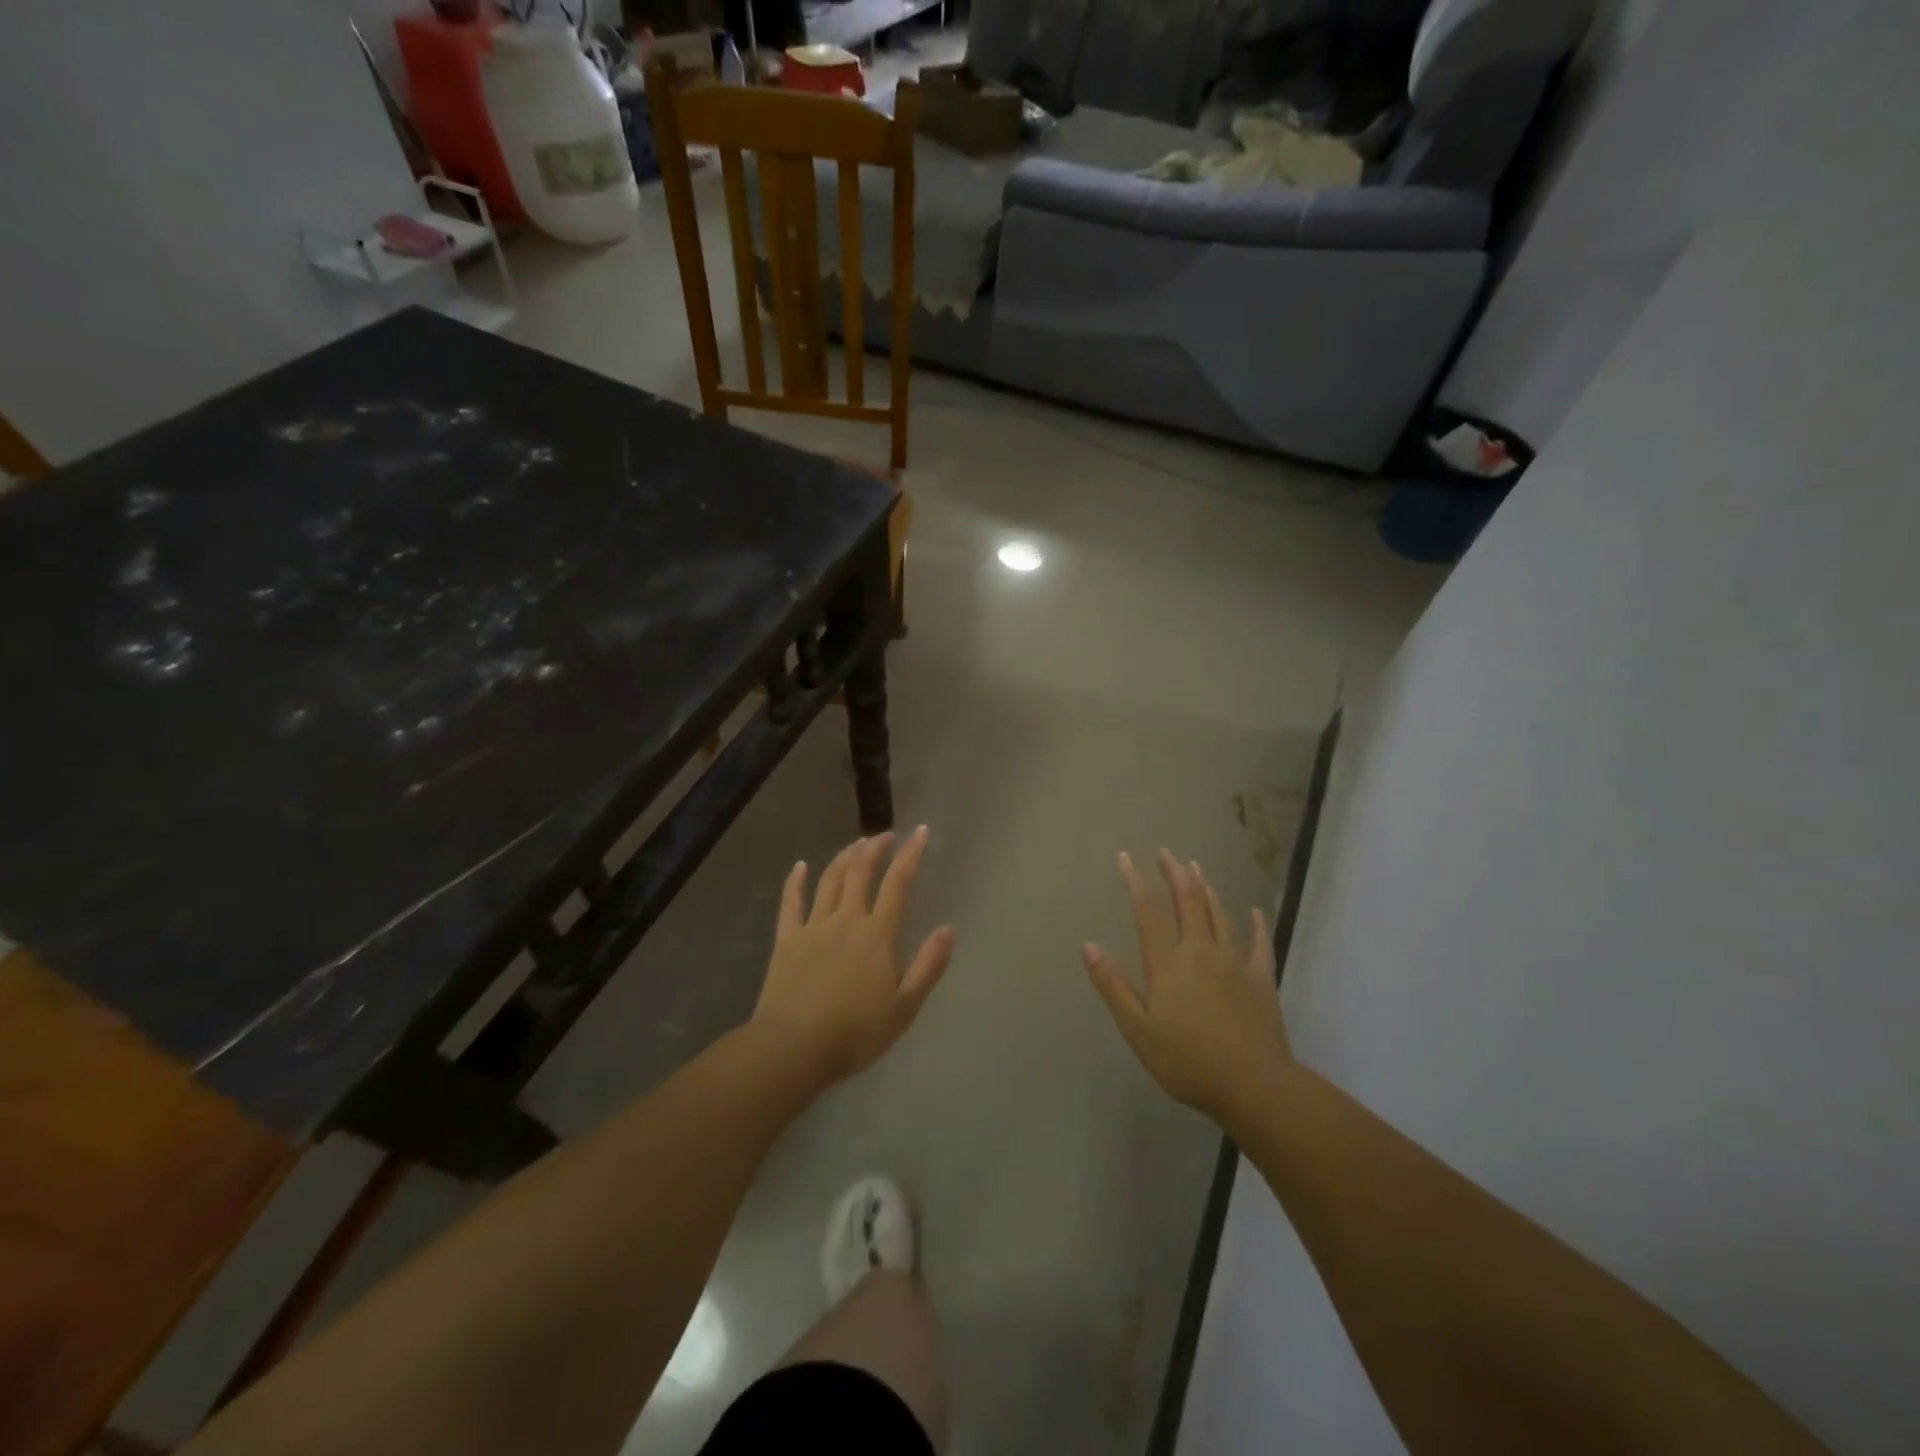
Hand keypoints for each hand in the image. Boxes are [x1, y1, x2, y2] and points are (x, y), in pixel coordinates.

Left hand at [753, 827, 955, 1086]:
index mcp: (877, 935)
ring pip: (830, 879)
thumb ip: (928, 967)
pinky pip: (791, 902)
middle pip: (861, 872)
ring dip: (845, 857)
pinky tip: (800, 866)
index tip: (920, 831)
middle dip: (875, 848)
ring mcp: (813, 927)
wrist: (793, 1048)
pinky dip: (795, 881)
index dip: (911, 854)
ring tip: (856, 844)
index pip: (898, 884)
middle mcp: (846, 920)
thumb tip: (947, 929)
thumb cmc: (854, 1033)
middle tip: (885, 835)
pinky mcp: (786, 940)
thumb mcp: (904, 1008)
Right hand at [1084, 849, 1288, 1124]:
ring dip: (1206, 888)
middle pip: (1187, 901)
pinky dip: (1256, 924)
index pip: (1148, 911)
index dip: (1136, 881)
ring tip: (1196, 868)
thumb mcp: (1137, 1029)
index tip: (1125, 857)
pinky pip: (1259, 943)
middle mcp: (1201, 951)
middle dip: (1174, 873)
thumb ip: (1113, 985)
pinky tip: (1255, 911)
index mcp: (1168, 963)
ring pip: (1219, 914)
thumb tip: (1089, 945)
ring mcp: (1235, 962)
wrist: (1254, 1085)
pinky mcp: (1261, 978)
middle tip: (1166, 852)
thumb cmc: (1187, 1061)